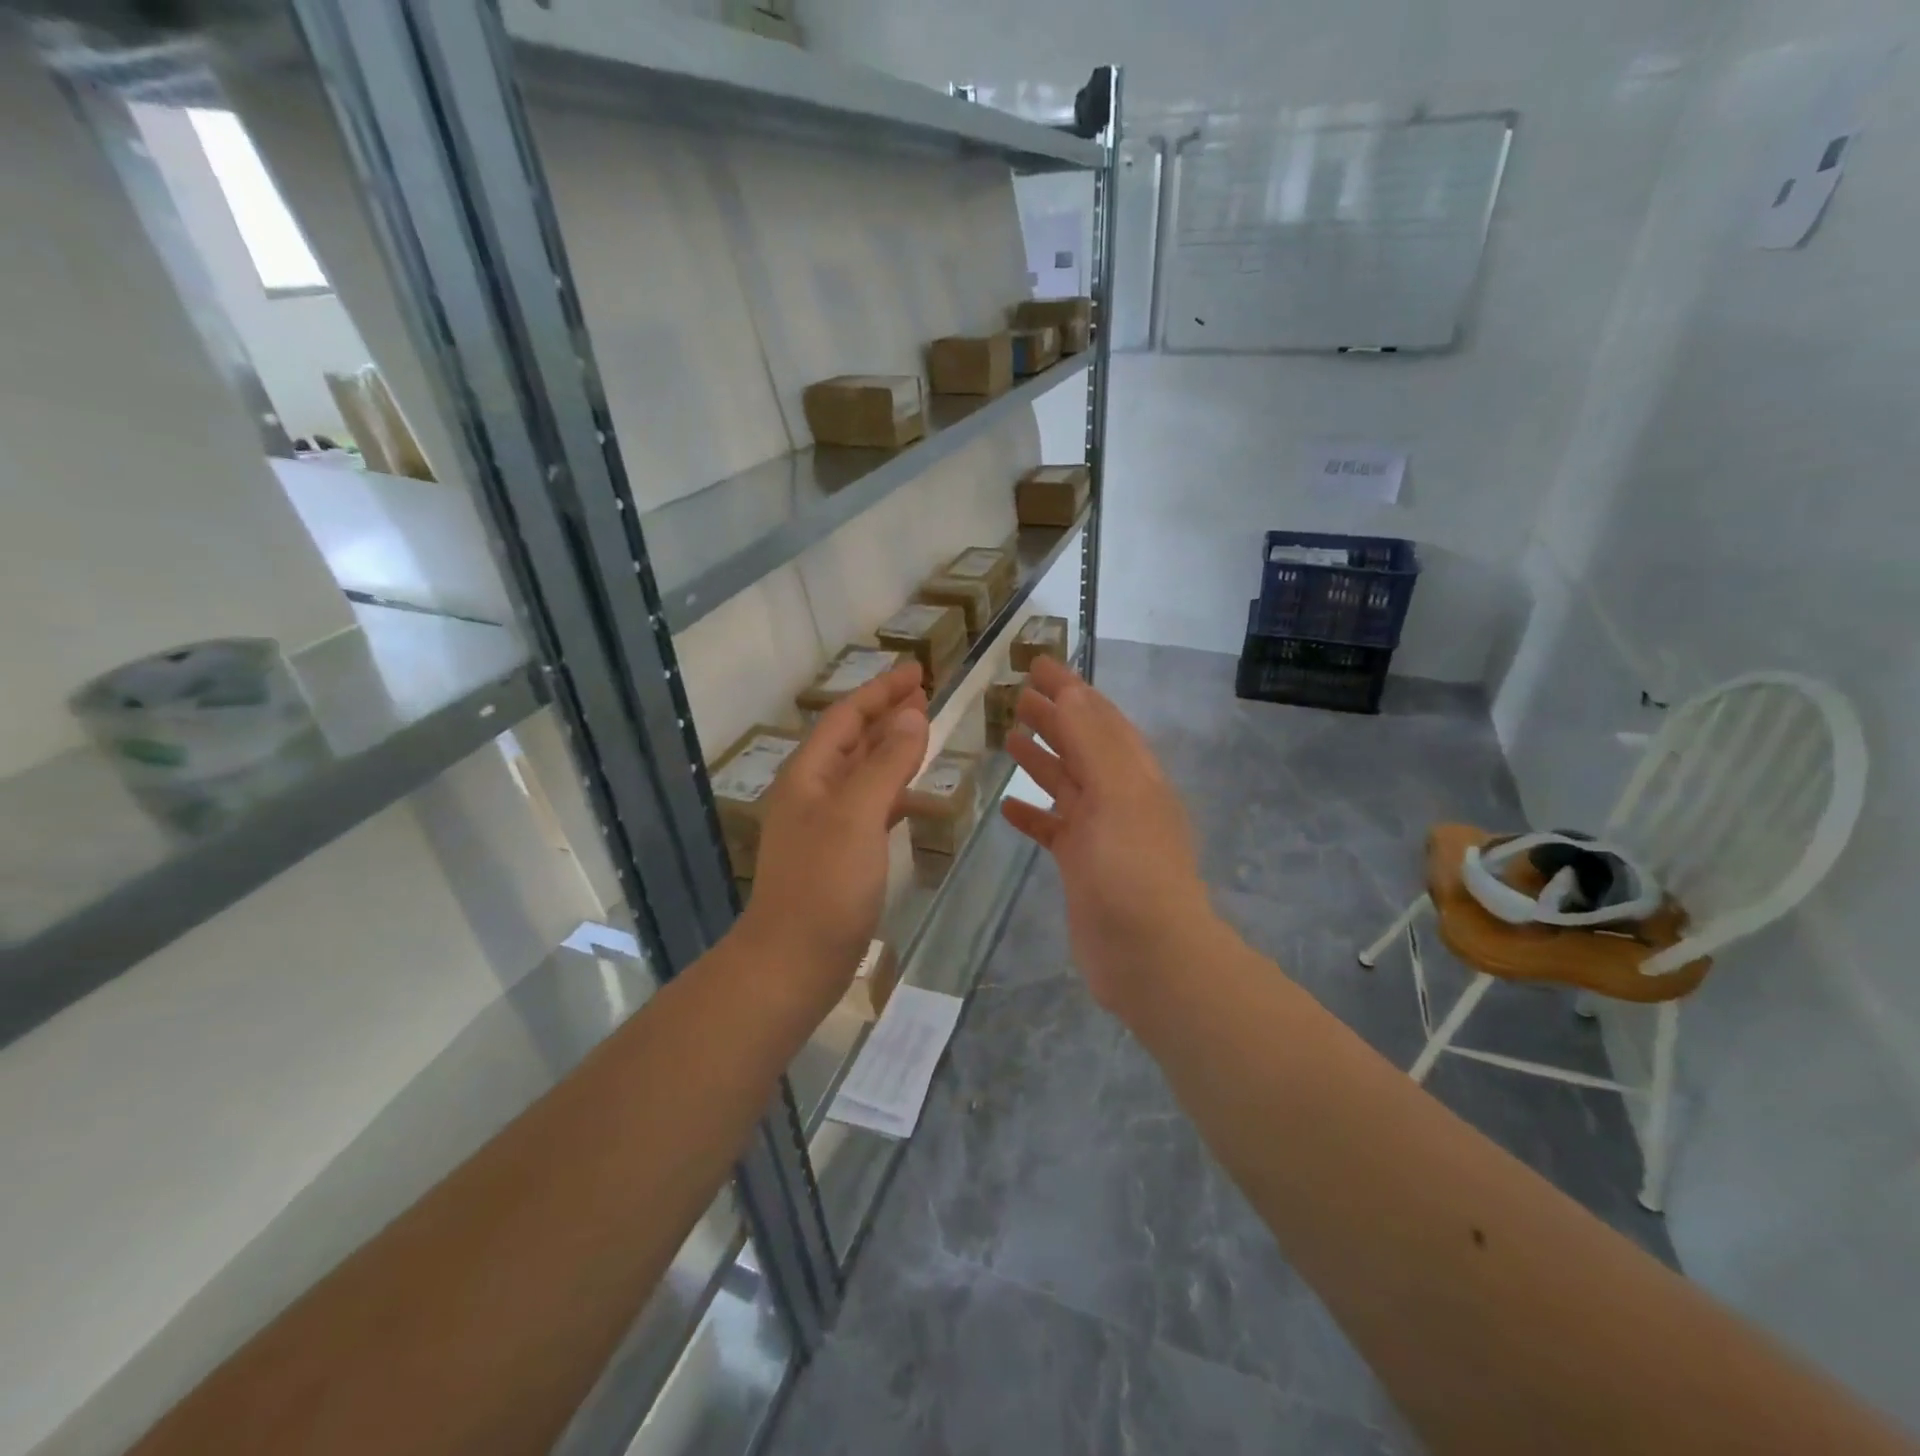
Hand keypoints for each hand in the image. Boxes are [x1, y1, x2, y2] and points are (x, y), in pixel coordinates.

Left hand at [735, 663, 928, 1018]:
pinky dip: (895, 793)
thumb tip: (912, 717)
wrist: (793, 961)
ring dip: (892, 750)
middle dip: (887, 715)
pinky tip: (916, 796)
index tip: (918, 672)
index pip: (847, 716)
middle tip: (926, 696)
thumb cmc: (825, 883)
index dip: (882, 691)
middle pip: (853, 740)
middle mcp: (813, 792)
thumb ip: (886, 763)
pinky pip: (872, 808)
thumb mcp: (858, 814)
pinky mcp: (841, 854)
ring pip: (863, 773)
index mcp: (809, 774)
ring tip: (926, 735)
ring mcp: (826, 825)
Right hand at [1001, 657, 1218, 1013]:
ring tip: (1010, 734)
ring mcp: (1100, 833)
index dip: (1072, 689)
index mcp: (1134, 775)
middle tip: (1017, 693)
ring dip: (1042, 757)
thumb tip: (1070, 692)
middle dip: (1054, 716)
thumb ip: (1093, 743)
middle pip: (1082, 745)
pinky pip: (1053, 829)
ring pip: (1067, 784)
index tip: (1039, 663)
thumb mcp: (1118, 795)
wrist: (1148, 955)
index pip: (1100, 718)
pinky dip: (1033, 814)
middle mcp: (1120, 797)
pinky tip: (1008, 806)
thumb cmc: (1133, 870)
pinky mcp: (1082, 866)